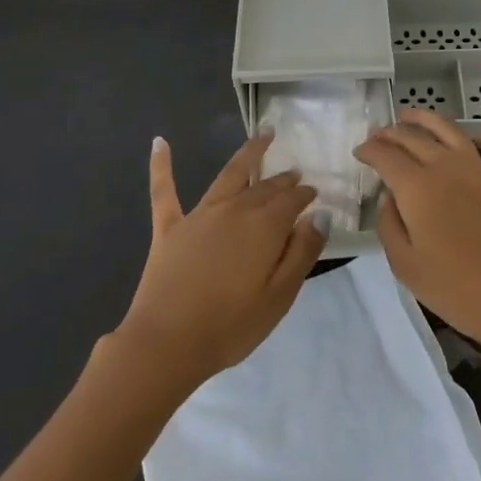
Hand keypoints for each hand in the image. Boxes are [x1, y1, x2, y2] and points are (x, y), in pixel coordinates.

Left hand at [116, 132, 325, 391]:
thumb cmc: (230, 326)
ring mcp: (199, 215)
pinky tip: (160, 142)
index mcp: (264, 227)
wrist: (167, 343)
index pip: (291, 201)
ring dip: (248, 154)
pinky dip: (162, 164)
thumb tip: (321, 215)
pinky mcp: (169, 227)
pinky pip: (164, 189)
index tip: (315, 193)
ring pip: (229, 175)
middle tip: (295, 174)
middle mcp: (234, 210)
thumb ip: (301, 253)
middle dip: (282, 179)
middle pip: (264, 187)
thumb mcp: (279, 297)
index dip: (305, 194)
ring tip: (263, 137)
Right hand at [356, 110, 480, 365]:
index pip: (385, 155)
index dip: (368, 150)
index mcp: (417, 187)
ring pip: (450, 130)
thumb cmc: (454, 290)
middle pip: (412, 137)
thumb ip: (388, 224)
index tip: (359, 153)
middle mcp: (447, 167)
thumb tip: (390, 197)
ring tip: (409, 116)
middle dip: (390, 133)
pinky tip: (479, 142)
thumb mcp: (404, 264)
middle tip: (377, 137)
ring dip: (426, 119)